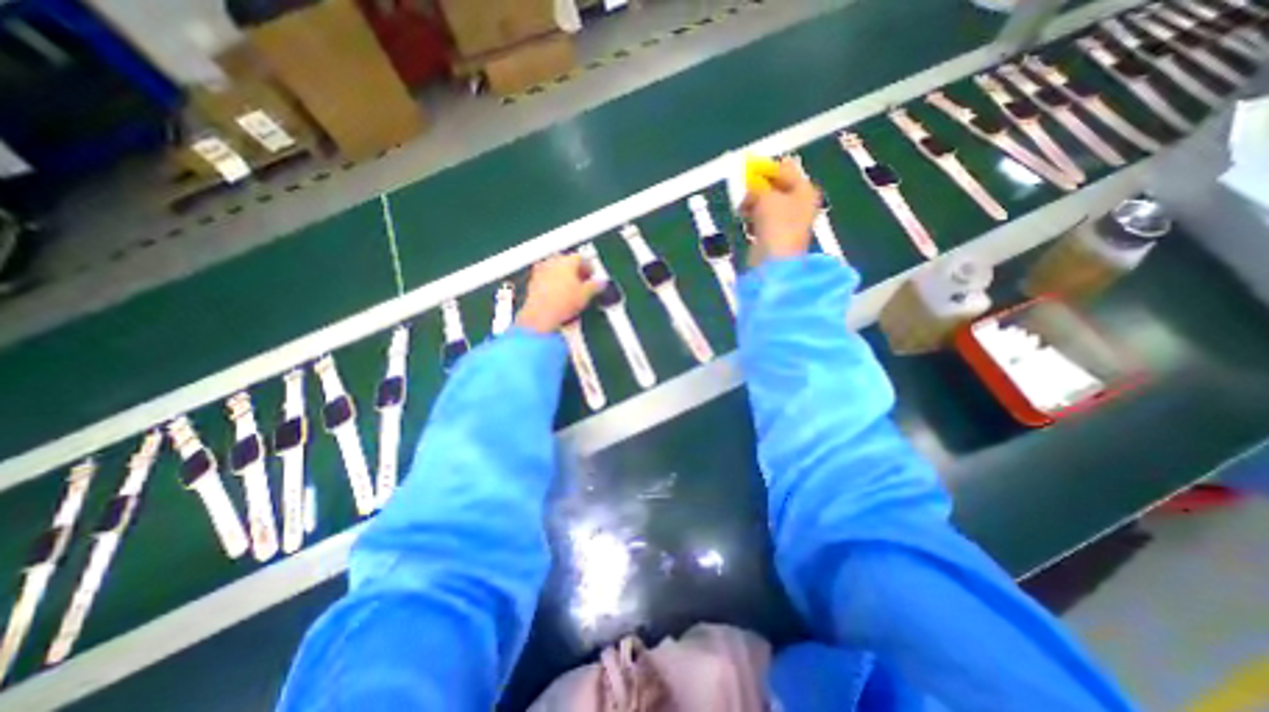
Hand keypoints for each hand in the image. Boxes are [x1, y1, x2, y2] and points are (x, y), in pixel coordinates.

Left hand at [512, 252, 599, 334]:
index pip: (581, 258)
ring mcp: (540, 271)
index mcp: (566, 261)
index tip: (592, 275)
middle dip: (575, 270)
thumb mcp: (586, 295)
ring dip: (563, 276)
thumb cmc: (561, 302)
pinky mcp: (533, 283)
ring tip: (570, 289)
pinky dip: (553, 284)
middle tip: (582, 281)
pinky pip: (546, 279)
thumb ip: (595, 286)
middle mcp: (552, 262)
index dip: (589, 266)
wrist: (540, 315)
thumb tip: (601, 283)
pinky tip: (558, 295)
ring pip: (555, 269)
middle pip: (566, 261)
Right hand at [741, 155, 816, 262]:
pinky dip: (753, 221)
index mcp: (805, 190)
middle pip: (776, 188)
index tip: (748, 170)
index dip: (767, 169)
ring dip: (753, 206)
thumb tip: (752, 186)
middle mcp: (799, 204)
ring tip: (743, 210)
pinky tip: (747, 224)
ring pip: (767, 205)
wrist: (775, 260)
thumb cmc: (776, 223)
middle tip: (745, 191)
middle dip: (759, 189)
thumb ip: (758, 186)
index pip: (786, 170)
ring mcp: (787, 222)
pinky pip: (762, 221)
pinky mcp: (775, 236)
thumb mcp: (765, 196)